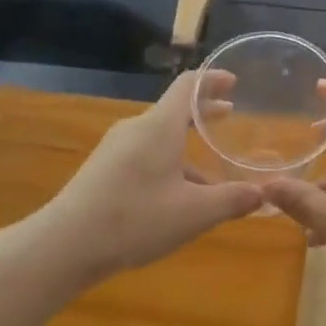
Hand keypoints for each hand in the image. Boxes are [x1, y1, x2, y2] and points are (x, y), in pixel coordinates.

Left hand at [35, 71, 261, 286]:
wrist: (63, 246)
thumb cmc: (134, 219)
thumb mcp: (193, 214)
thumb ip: (231, 200)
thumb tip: (263, 193)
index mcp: (159, 127)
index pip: (188, 85)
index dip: (212, 79)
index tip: (233, 81)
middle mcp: (136, 129)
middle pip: (174, 110)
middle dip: (203, 112)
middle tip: (230, 115)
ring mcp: (116, 149)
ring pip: (159, 137)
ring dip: (187, 146)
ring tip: (212, 172)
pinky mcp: (103, 170)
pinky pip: (144, 155)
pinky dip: (168, 162)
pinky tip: (177, 197)